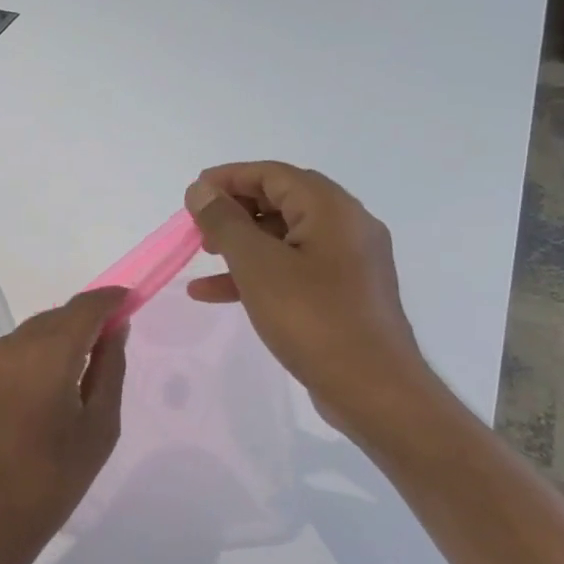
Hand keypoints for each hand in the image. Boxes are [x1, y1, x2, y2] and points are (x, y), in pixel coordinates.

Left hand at [0, 288, 129, 563]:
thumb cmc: (55, 478)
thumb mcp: (99, 426)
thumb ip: (110, 368)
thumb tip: (114, 329)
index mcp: (47, 355)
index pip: (83, 308)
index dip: (109, 299)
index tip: (129, 301)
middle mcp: (9, 345)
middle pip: (55, 317)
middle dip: (83, 322)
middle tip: (107, 343)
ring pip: (30, 333)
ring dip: (55, 340)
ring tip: (73, 373)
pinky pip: (8, 351)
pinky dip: (30, 356)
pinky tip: (40, 388)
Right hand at [184, 163, 432, 433]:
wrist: (372, 389)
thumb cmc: (312, 318)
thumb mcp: (257, 265)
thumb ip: (224, 222)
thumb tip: (201, 189)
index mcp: (331, 209)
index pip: (273, 174)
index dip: (228, 178)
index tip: (191, 195)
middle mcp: (346, 226)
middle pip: (280, 202)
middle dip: (233, 211)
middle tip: (196, 227)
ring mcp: (347, 262)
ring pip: (283, 238)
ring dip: (239, 244)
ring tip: (201, 258)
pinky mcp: (342, 294)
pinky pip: (292, 269)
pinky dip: (255, 274)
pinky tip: (215, 293)